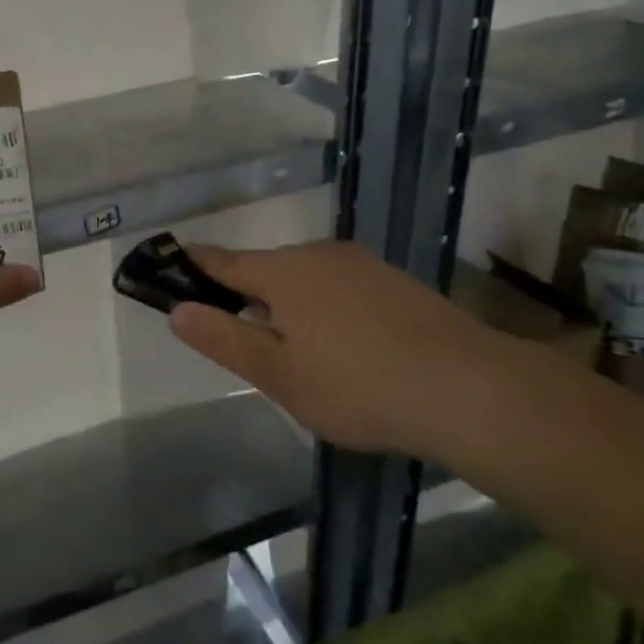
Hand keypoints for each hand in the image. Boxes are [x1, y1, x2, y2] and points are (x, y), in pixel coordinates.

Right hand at [166, 240, 533, 460]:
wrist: (469, 388)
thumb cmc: (357, 386)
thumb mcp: (278, 373)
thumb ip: (224, 338)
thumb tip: (178, 310)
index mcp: (282, 273)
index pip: (223, 261)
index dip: (195, 265)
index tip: (174, 266)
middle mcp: (318, 254)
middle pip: (266, 269)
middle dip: (247, 295)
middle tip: (246, 342)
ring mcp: (360, 264)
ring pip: (306, 277)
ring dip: (290, 303)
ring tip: (299, 351)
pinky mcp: (394, 280)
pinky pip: (340, 285)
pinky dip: (326, 306)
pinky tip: (345, 345)